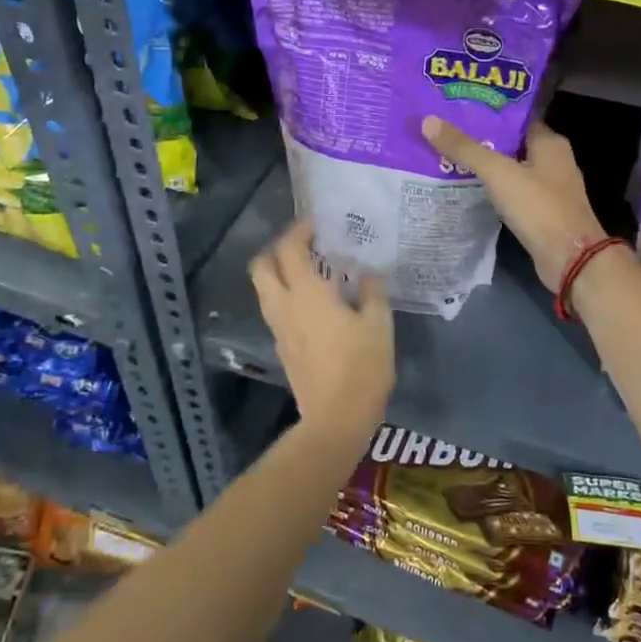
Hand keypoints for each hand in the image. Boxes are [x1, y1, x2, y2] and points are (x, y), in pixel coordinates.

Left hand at [249, 218, 393, 438]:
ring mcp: (279, 330)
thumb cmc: (362, 367)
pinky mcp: (283, 349)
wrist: (336, 419)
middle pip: (262, 267)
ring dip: (279, 273)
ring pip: (265, 290)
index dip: (298, 230)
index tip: (315, 222)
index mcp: (307, 294)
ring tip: (309, 271)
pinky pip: (276, 311)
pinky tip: (313, 304)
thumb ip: (372, 291)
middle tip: (303, 244)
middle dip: (276, 249)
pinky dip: (287, 296)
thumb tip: (368, 272)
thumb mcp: (379, 324)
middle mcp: (285, 306)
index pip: (289, 249)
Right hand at [422, 116, 606, 290]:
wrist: (570, 259)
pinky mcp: (542, 213)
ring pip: (511, 170)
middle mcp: (553, 161)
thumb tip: (428, 121)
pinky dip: (493, 190)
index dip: (488, 112)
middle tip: (445, 133)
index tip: (456, 110)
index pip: (516, 118)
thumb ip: (465, 148)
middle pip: (511, 143)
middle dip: (481, 139)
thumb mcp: (498, 173)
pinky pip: (513, 193)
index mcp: (550, 143)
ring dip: (486, 166)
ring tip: (448, 158)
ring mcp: (549, 189)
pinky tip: (467, 189)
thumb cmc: (539, 207)